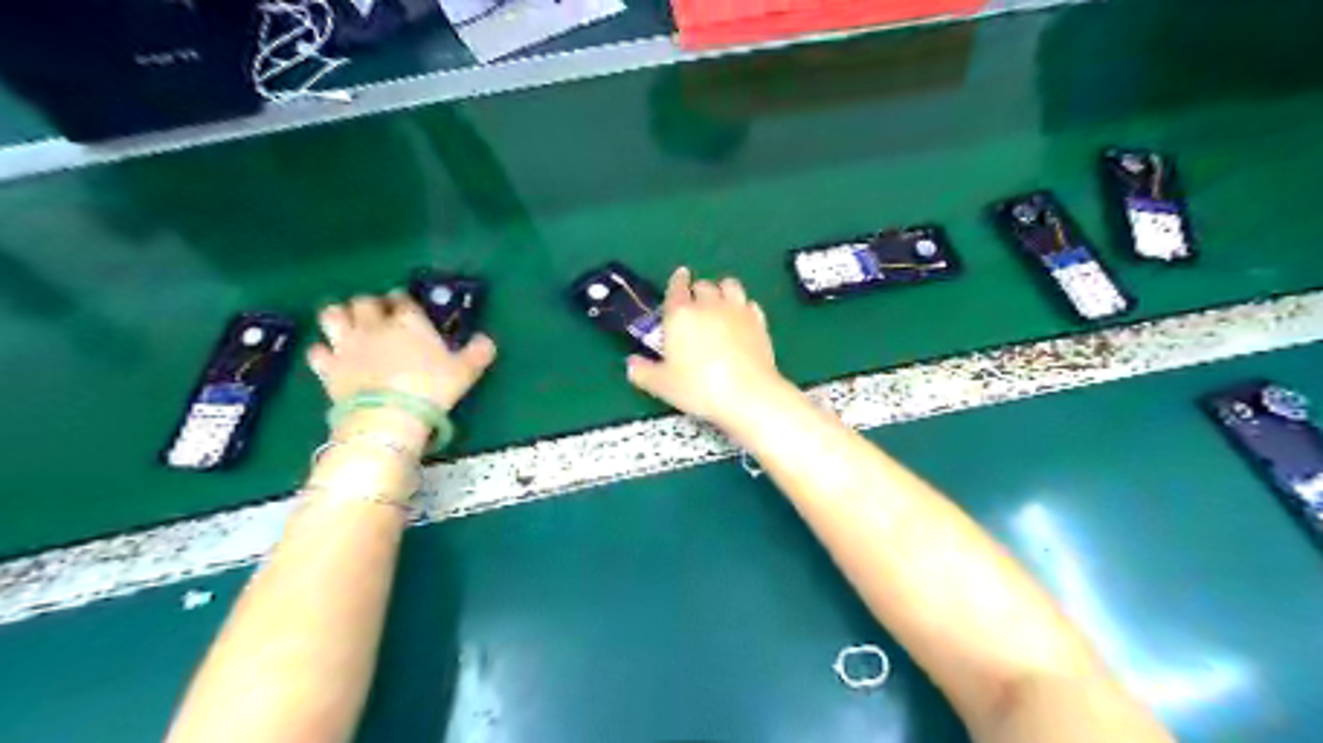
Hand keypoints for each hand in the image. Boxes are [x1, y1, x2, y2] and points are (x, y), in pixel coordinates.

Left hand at [306, 294, 498, 414]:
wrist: (389, 416)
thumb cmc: (432, 388)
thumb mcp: (465, 371)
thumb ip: (478, 352)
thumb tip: (487, 341)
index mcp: (408, 321)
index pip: (402, 299)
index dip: (403, 300)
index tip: (405, 304)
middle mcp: (374, 326)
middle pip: (365, 302)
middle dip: (370, 304)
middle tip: (378, 314)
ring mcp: (347, 345)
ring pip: (333, 315)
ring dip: (340, 316)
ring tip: (348, 324)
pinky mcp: (328, 368)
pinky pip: (317, 351)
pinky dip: (323, 351)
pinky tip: (330, 357)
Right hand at [627, 270, 783, 426]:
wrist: (747, 394)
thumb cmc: (698, 388)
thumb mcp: (662, 385)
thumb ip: (643, 372)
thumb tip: (631, 364)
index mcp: (680, 315)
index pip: (676, 287)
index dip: (676, 281)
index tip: (679, 278)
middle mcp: (708, 305)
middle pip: (703, 285)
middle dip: (697, 291)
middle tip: (695, 304)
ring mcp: (737, 311)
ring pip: (729, 285)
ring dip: (722, 290)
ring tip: (720, 302)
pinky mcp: (759, 321)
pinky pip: (749, 303)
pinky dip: (743, 307)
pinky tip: (741, 318)